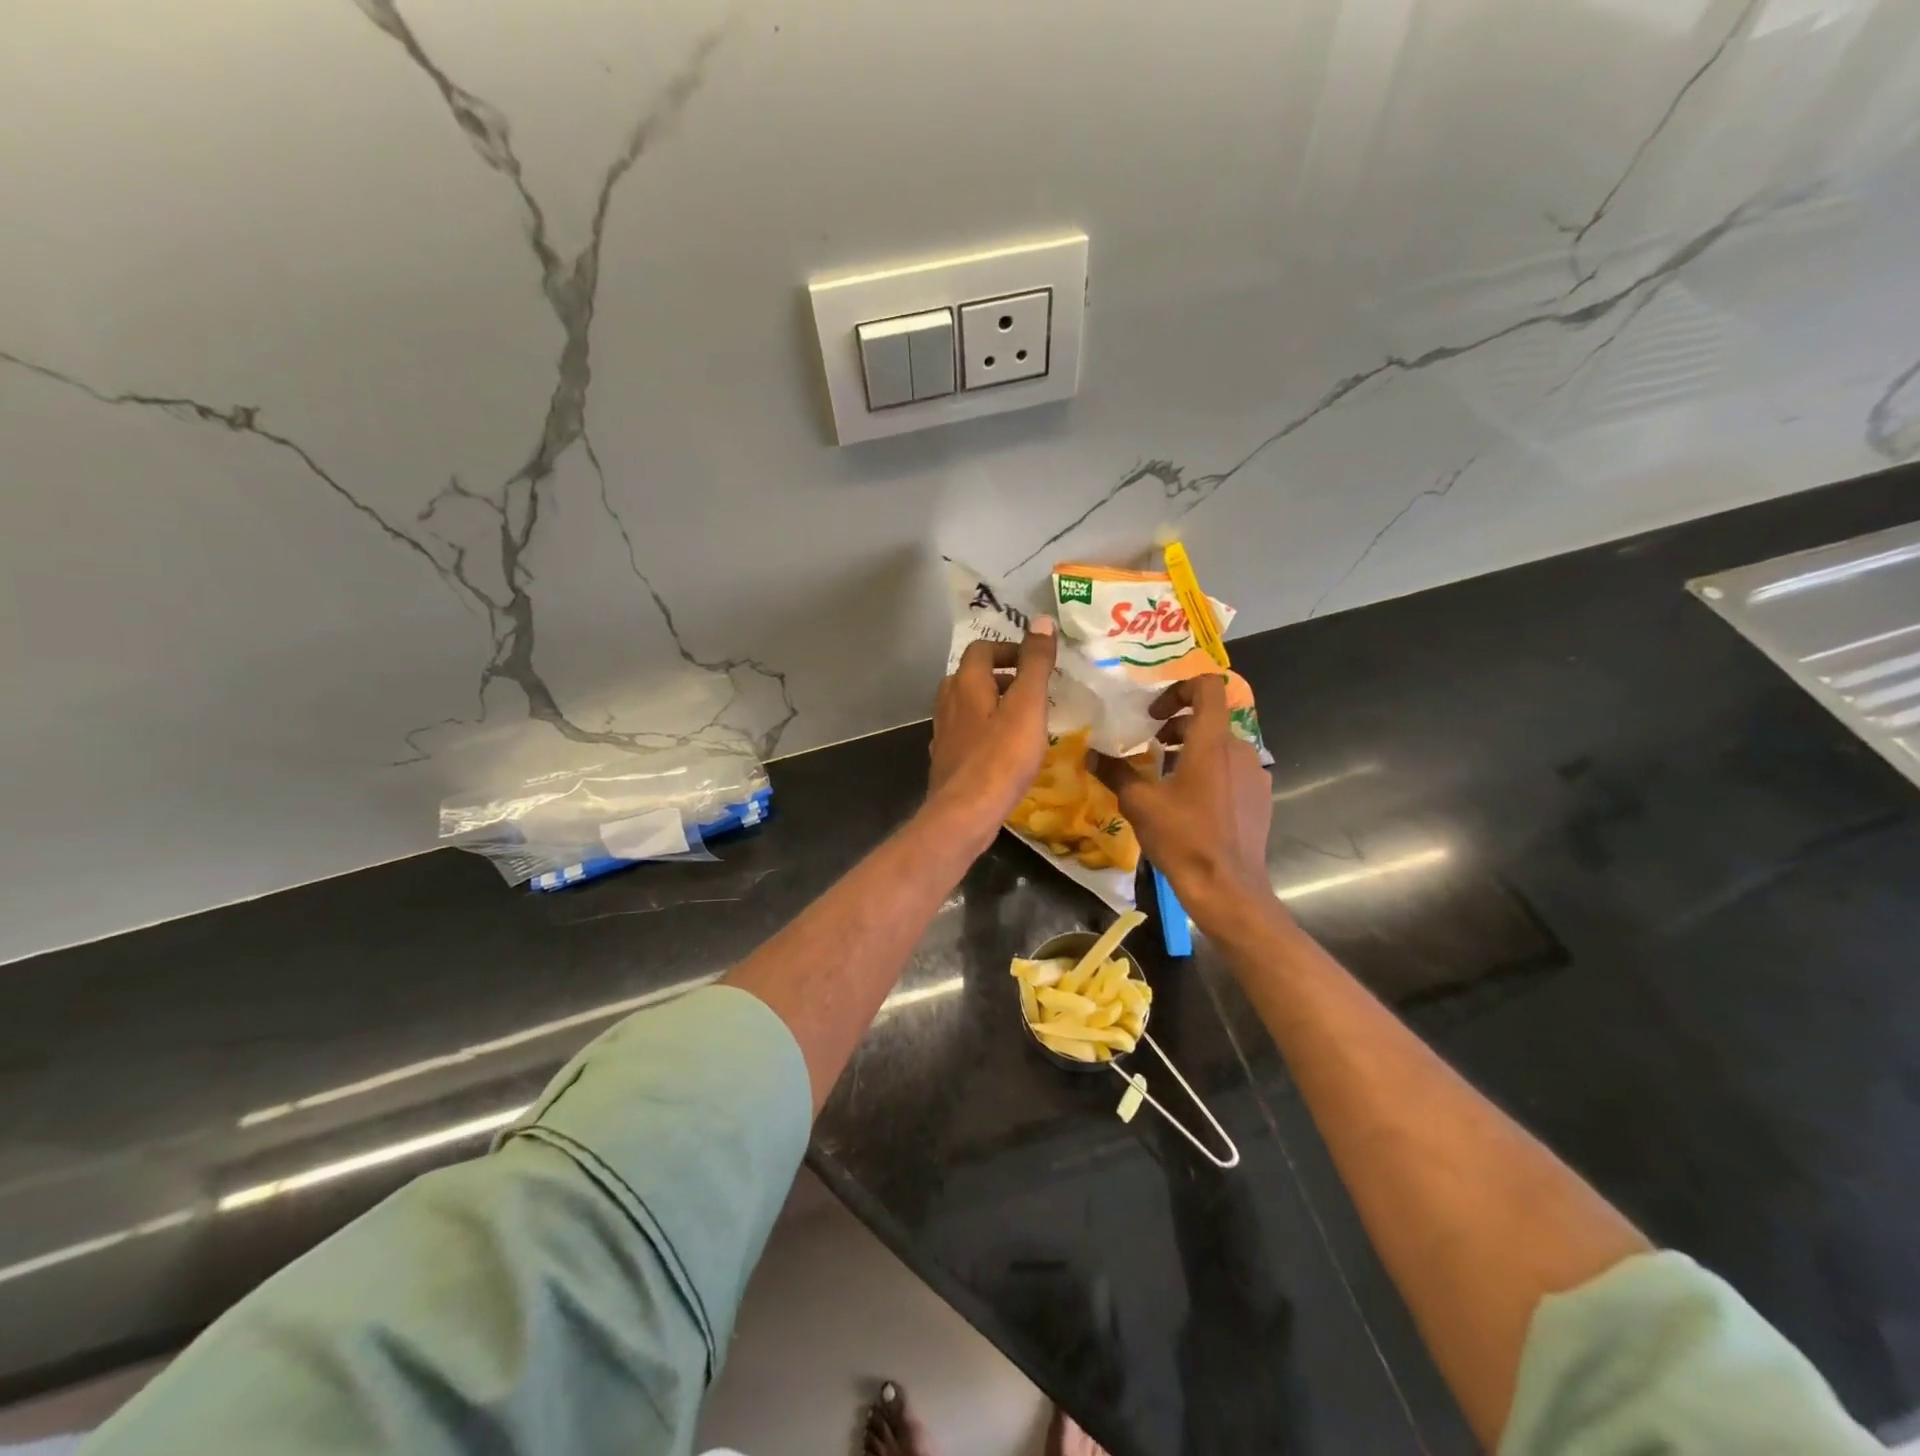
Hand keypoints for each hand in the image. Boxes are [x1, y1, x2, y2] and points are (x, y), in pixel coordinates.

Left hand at [928, 620, 1057, 850]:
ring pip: (968, 706)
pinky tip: (1004, 750)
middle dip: (1003, 677)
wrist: (965, 812)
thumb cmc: (1001, 757)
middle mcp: (947, 702)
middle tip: (1033, 691)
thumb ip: (1035, 664)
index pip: (982, 648)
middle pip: (972, 676)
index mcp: (965, 683)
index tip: (1036, 662)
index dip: (1009, 649)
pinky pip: (967, 733)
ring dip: (994, 704)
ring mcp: (943, 732)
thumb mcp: (1028, 706)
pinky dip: (985, 730)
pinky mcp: (946, 759)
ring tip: (1024, 720)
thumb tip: (1041, 621)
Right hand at [1092, 675, 1277, 933]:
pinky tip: (1191, 804)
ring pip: (1220, 746)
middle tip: (1150, 747)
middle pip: (1209, 719)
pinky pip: (1232, 770)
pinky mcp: (1260, 797)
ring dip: (1192, 751)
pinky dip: (1210, 773)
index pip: (1208, 687)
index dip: (1179, 689)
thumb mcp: (1139, 804)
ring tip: (1166, 777)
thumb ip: (1115, 772)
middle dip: (1177, 726)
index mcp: (1212, 743)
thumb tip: (1091, 753)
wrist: (1227, 888)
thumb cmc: (1183, 839)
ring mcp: (1255, 774)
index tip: (1155, 714)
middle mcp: (1240, 750)